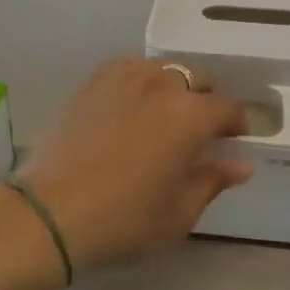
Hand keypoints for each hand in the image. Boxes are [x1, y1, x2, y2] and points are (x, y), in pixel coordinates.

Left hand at [11, 60, 250, 276]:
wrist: (49, 213)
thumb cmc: (123, 219)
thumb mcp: (178, 212)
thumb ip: (213, 180)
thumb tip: (240, 164)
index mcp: (191, 115)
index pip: (228, 108)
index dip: (236, 124)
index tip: (233, 141)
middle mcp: (161, 84)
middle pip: (196, 80)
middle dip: (205, 102)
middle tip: (197, 133)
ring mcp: (123, 77)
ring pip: (162, 70)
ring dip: (172, 88)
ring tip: (163, 117)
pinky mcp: (92, 82)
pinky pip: (128, 70)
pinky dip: (140, 82)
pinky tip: (131, 107)